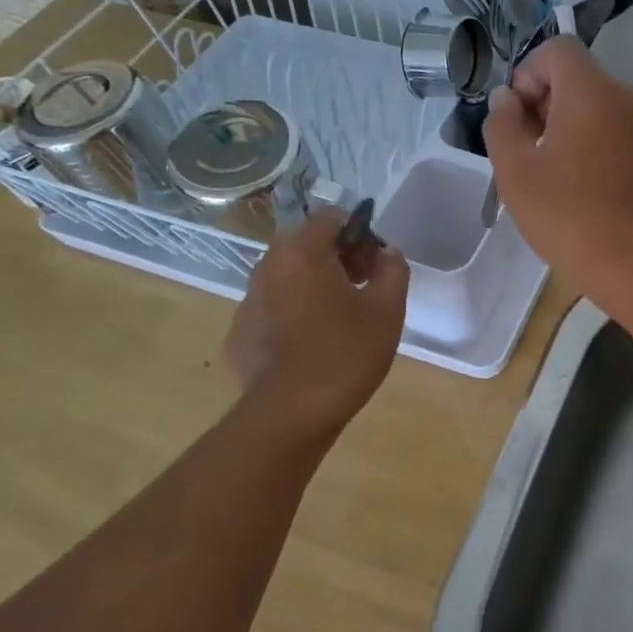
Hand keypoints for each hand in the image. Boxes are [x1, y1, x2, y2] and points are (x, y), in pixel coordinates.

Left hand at [223, 208, 408, 431]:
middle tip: (364, 288)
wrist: (292, 414)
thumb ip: (392, 269)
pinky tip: (312, 346)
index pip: (331, 218)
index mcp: (301, 252)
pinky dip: (293, 315)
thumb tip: (387, 253)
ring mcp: (247, 302)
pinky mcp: (240, 334)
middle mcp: (266, 267)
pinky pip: (273, 310)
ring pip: (287, 278)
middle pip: (306, 245)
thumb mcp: (387, 308)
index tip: (376, 263)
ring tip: (340, 319)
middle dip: (338, 258)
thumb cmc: (346, 352)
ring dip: (314, 285)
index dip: (360, 233)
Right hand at [483, 37, 632, 298]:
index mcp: (592, 92)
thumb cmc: (568, 217)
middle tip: (536, 153)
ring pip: (612, 115)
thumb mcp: (515, 173)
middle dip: (554, 106)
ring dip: (586, 132)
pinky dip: (615, 155)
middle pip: (586, 83)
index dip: (530, 73)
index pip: (559, 50)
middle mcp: (632, 100)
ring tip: (571, 180)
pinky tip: (605, 197)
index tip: (519, 117)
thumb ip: (502, 124)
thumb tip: (507, 99)